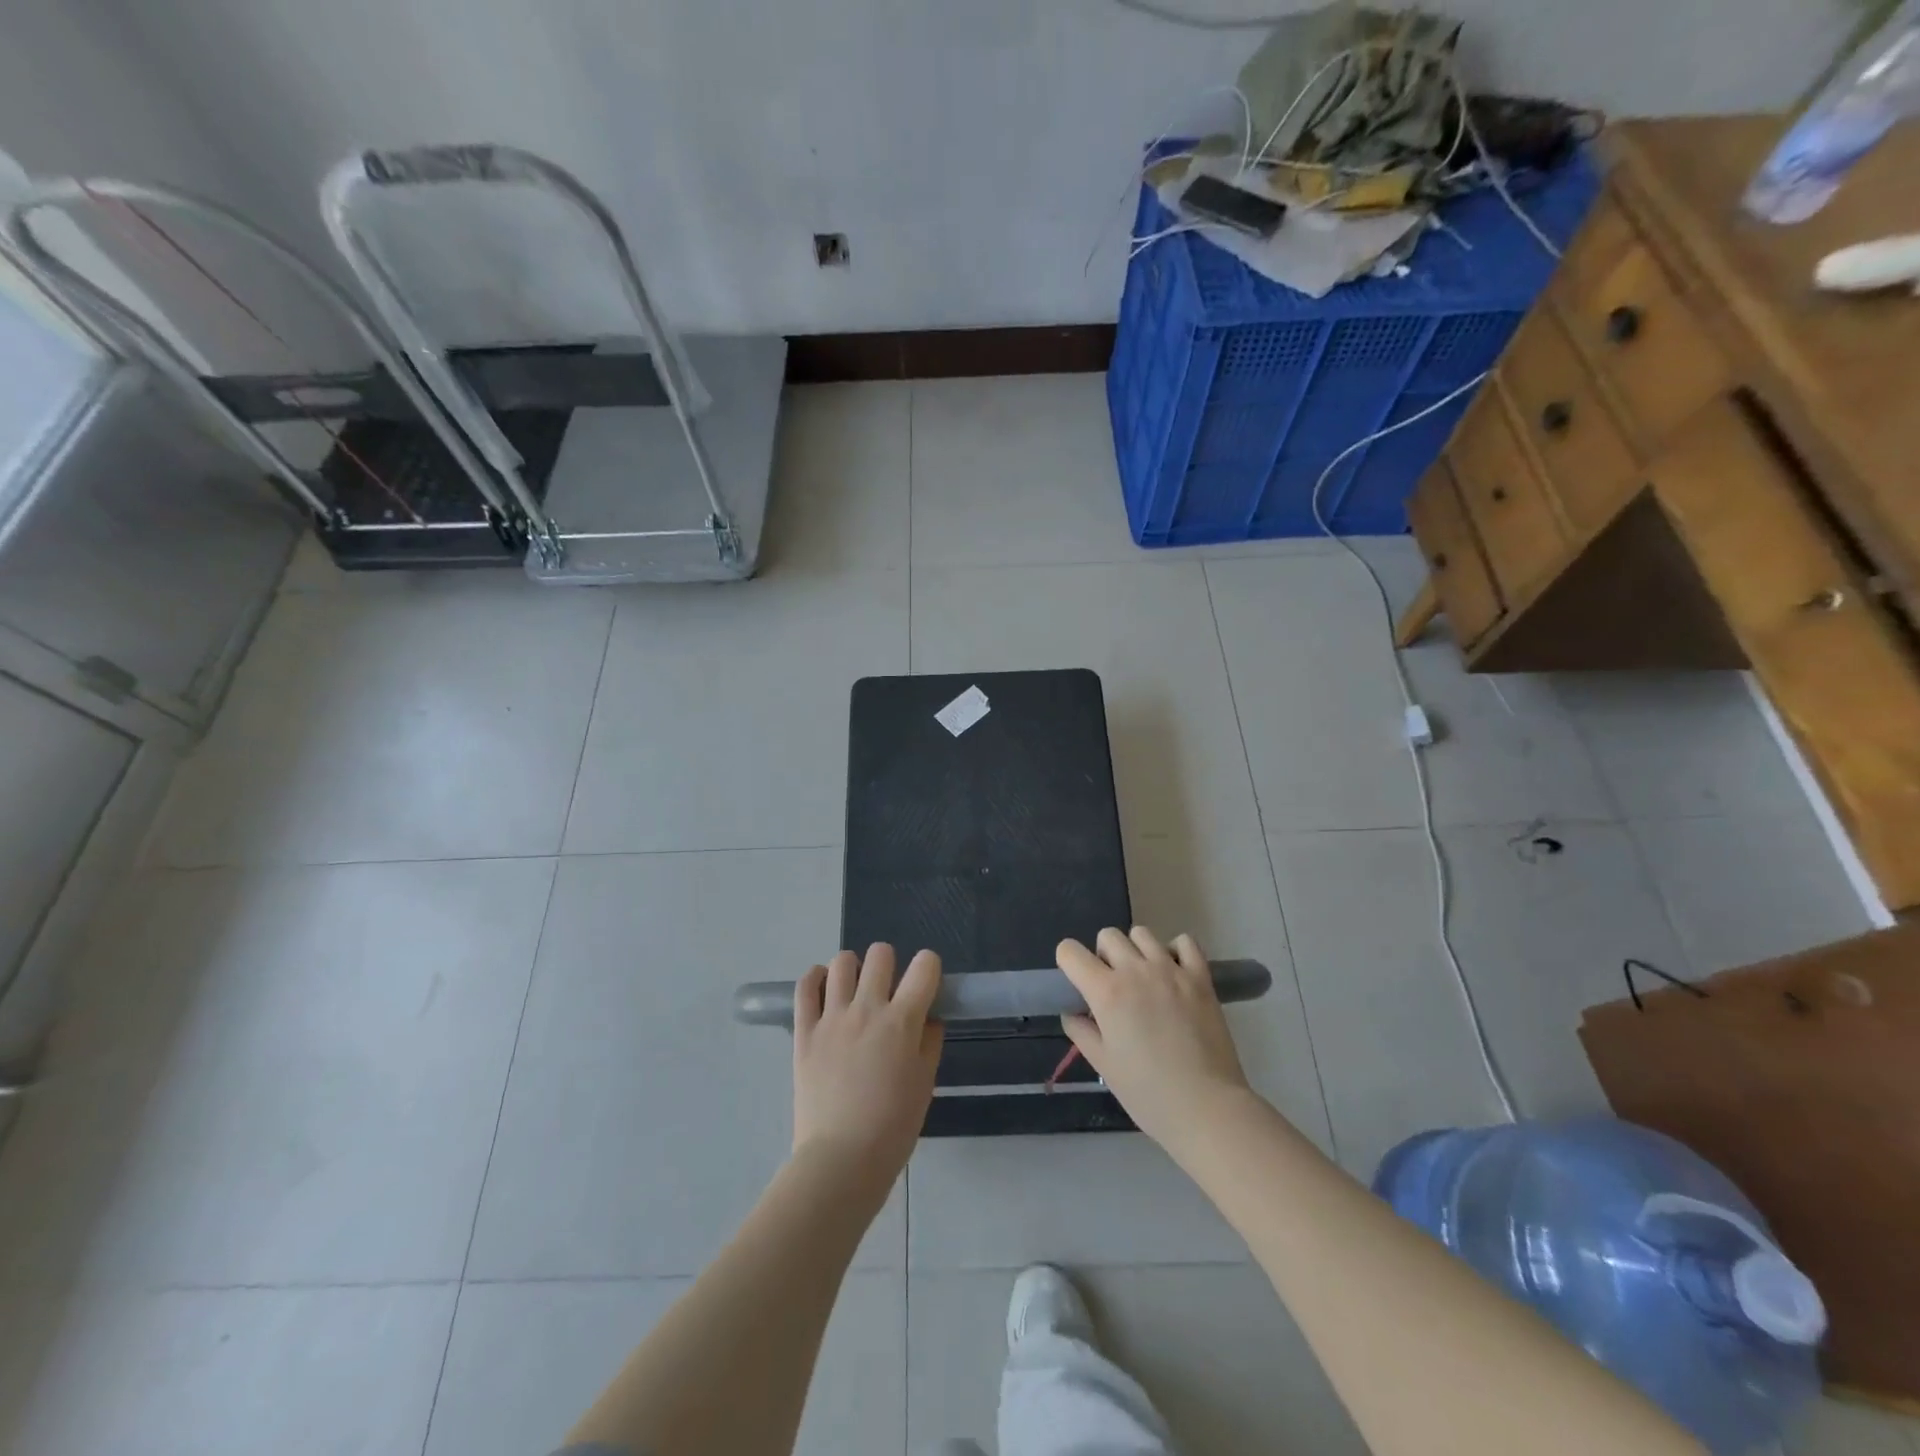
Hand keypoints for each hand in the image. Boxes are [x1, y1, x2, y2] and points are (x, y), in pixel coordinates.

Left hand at [792, 944, 942, 1194]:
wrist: (842, 1160)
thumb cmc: (893, 1127)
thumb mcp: (925, 1083)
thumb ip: (929, 1042)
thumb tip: (928, 1017)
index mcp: (903, 1020)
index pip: (925, 965)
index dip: (929, 968)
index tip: (925, 985)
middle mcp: (867, 1008)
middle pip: (881, 954)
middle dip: (889, 965)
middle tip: (887, 992)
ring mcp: (832, 1017)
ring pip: (842, 961)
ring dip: (853, 969)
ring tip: (854, 991)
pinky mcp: (804, 1031)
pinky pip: (805, 987)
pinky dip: (815, 979)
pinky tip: (824, 989)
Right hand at [1057, 927, 1253, 1155]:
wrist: (1206, 1108)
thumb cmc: (1148, 1093)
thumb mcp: (1104, 1065)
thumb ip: (1081, 1032)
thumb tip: (1073, 1012)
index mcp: (1106, 992)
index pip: (1070, 952)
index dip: (1068, 963)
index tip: (1077, 983)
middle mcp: (1136, 971)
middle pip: (1108, 936)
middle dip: (1103, 955)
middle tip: (1113, 986)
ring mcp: (1171, 970)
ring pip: (1142, 934)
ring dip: (1136, 950)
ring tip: (1144, 979)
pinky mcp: (1200, 977)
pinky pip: (1184, 942)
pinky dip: (1175, 950)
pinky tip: (1174, 973)